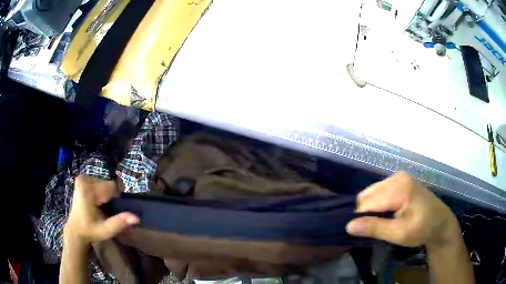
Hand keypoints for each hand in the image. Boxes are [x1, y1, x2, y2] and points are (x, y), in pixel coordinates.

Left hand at [64, 176, 138, 243]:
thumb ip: (119, 222)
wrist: (75, 229)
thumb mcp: (106, 230)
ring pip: (104, 182)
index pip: (112, 187)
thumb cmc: (90, 231)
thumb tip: (136, 217)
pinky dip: (100, 191)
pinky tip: (96, 201)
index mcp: (88, 191)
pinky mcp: (81, 179)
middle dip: (110, 196)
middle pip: (108, 183)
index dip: (116, 199)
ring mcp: (82, 178)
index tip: (112, 210)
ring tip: (101, 206)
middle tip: (105, 210)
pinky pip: (98, 182)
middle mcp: (84, 180)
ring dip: (106, 194)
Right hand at [346, 172, 459, 248]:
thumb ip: (375, 228)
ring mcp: (399, 176)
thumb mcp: (400, 233)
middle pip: (368, 194)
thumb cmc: (423, 229)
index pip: (367, 201)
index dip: (360, 218)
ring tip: (380, 222)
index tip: (362, 233)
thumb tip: (348, 226)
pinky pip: (379, 191)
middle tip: (374, 229)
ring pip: (371, 192)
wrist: (440, 222)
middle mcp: (398, 176)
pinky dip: (377, 204)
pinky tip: (386, 213)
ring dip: (371, 209)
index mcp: (400, 187)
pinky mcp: (400, 180)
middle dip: (365, 212)